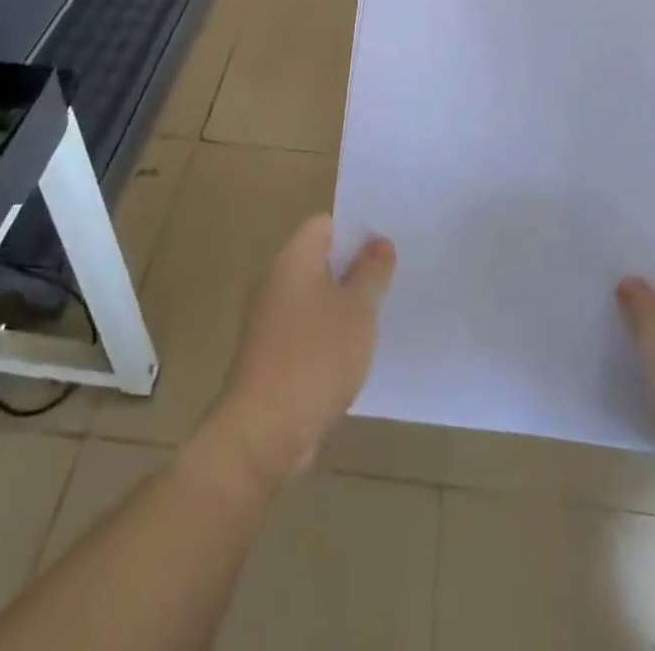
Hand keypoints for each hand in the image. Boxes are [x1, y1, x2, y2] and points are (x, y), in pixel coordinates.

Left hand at [198, 215, 395, 495]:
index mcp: (293, 258)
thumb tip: (379, 242)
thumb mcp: (359, 311)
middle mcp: (275, 280)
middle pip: (318, 259)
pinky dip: (327, 335)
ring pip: (313, 297)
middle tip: (390, 278)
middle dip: (352, 268)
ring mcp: (268, 319)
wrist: (263, 431)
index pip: (324, 224)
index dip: (355, 229)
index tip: (386, 245)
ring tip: (379, 315)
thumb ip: (372, 272)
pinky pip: (304, 330)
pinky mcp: (269, 354)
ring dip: (341, 304)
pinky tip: (353, 354)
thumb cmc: (316, 357)